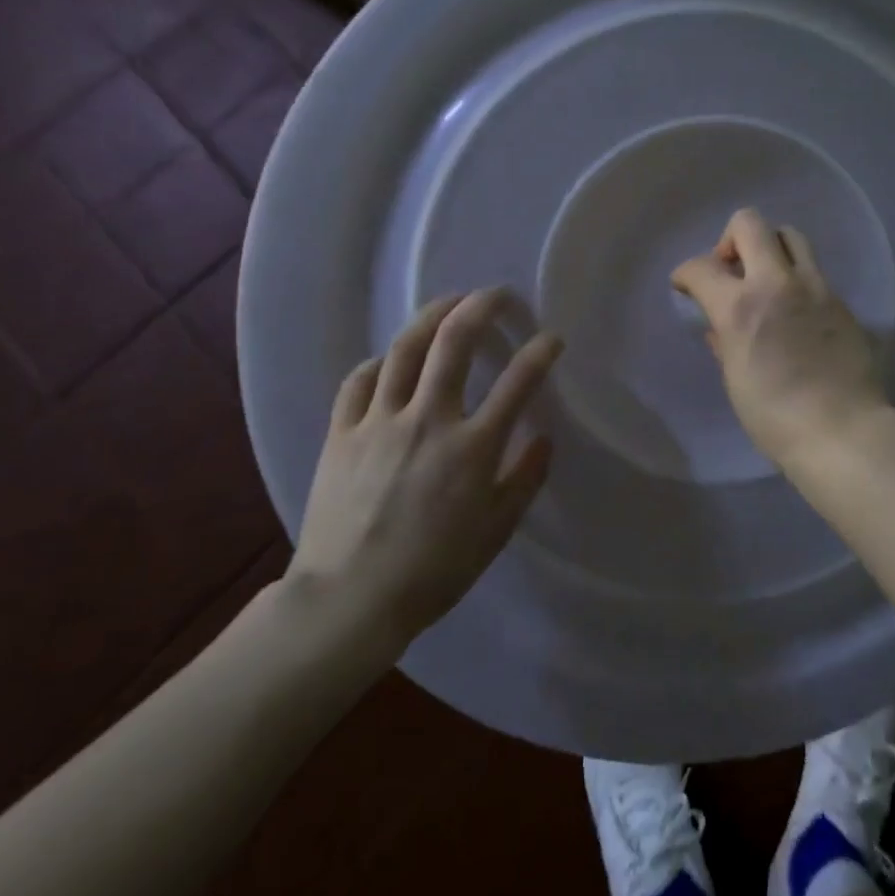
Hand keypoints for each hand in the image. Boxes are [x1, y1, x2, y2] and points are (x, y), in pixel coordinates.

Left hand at [286, 289, 562, 666]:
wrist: (348, 601)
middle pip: (455, 342)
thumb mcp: (496, 532)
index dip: (541, 352)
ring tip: (449, 302)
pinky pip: (360, 381)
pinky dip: (380, 362)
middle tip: (497, 294)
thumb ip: (525, 478)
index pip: (519, 381)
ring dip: (432, 315)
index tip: (553, 338)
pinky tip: (391, 360)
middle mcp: (428, 420)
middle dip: (482, 307)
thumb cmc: (433, 571)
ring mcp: (380, 422)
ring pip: (406, 348)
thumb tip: (544, 437)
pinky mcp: (342, 433)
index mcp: (473, 447)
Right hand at [671, 208, 888, 472]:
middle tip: (730, 272)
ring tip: (765, 281)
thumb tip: (720, 327)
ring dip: (769, 248)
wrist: (843, 431)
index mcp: (741, 306)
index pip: (701, 266)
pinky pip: (812, 271)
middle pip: (749, 224)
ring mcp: (815, 287)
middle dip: (729, 240)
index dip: (685, 274)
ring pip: (789, 235)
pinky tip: (795, 311)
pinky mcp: (840, 300)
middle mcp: (778, 283)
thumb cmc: (775, 417)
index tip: (685, 286)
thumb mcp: (735, 380)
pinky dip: (795, 279)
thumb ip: (725, 341)